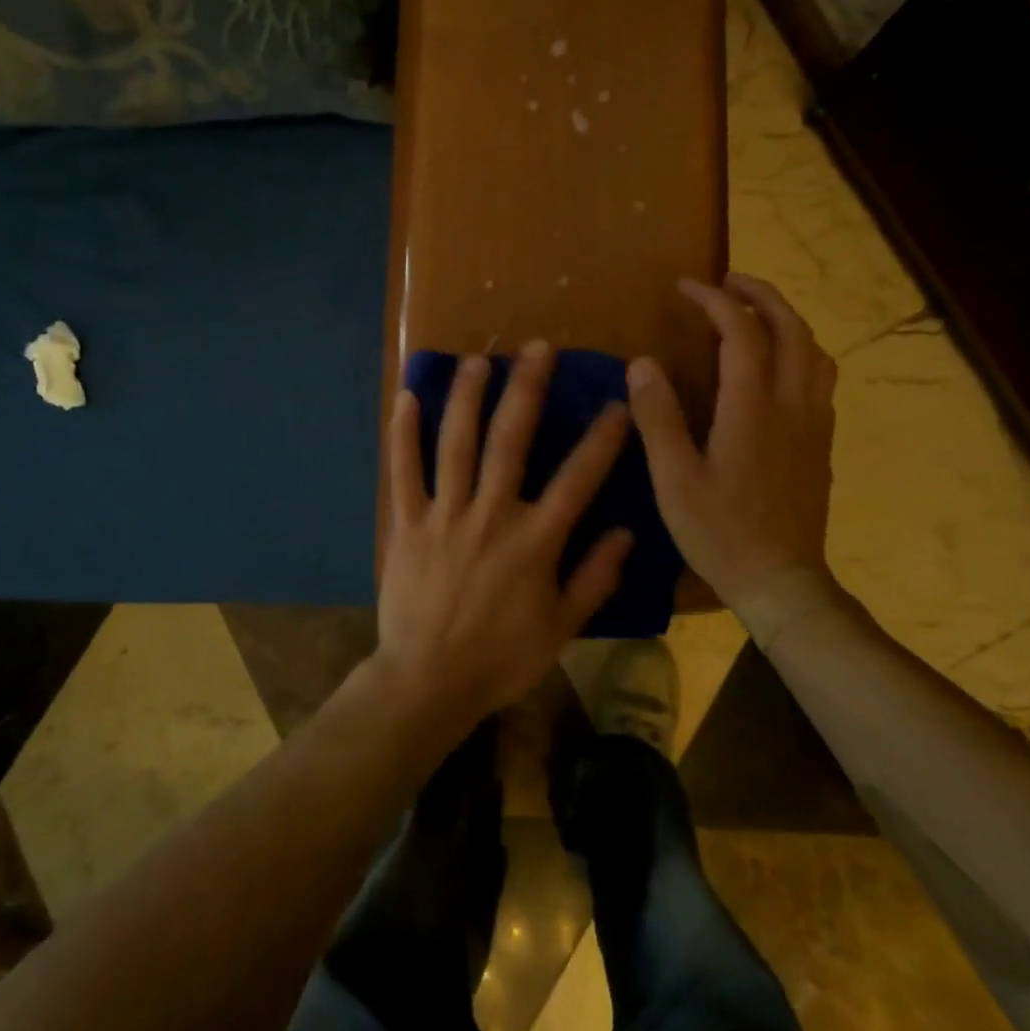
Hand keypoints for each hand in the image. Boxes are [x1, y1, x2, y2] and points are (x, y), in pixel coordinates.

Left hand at [375, 340, 633, 731]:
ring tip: (478, 359)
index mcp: (534, 541)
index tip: (617, 402)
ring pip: (455, 444)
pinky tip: (405, 397)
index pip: (577, 479)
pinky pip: (403, 472)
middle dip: (526, 390)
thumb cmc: (501, 658)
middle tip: (536, 348)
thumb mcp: (562, 628)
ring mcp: (444, 516)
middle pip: (510, 441)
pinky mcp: (406, 524)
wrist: (429, 682)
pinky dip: (403, 434)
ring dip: (467, 397)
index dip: (601, 438)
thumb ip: (595, 578)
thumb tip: (627, 531)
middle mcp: (490, 515)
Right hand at [626, 273, 838, 622]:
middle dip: (761, 294)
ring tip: (754, 313)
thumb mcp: (674, 478)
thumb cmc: (720, 532)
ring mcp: (815, 423)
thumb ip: (658, 417)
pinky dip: (799, 350)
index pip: (742, 331)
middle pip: (791, 328)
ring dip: (786, 319)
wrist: (782, 581)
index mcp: (753, 408)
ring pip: (815, 350)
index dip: (714, 300)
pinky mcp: (822, 442)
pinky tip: (776, 365)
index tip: (686, 287)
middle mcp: (793, 404)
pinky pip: (820, 376)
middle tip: (727, 282)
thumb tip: (643, 363)